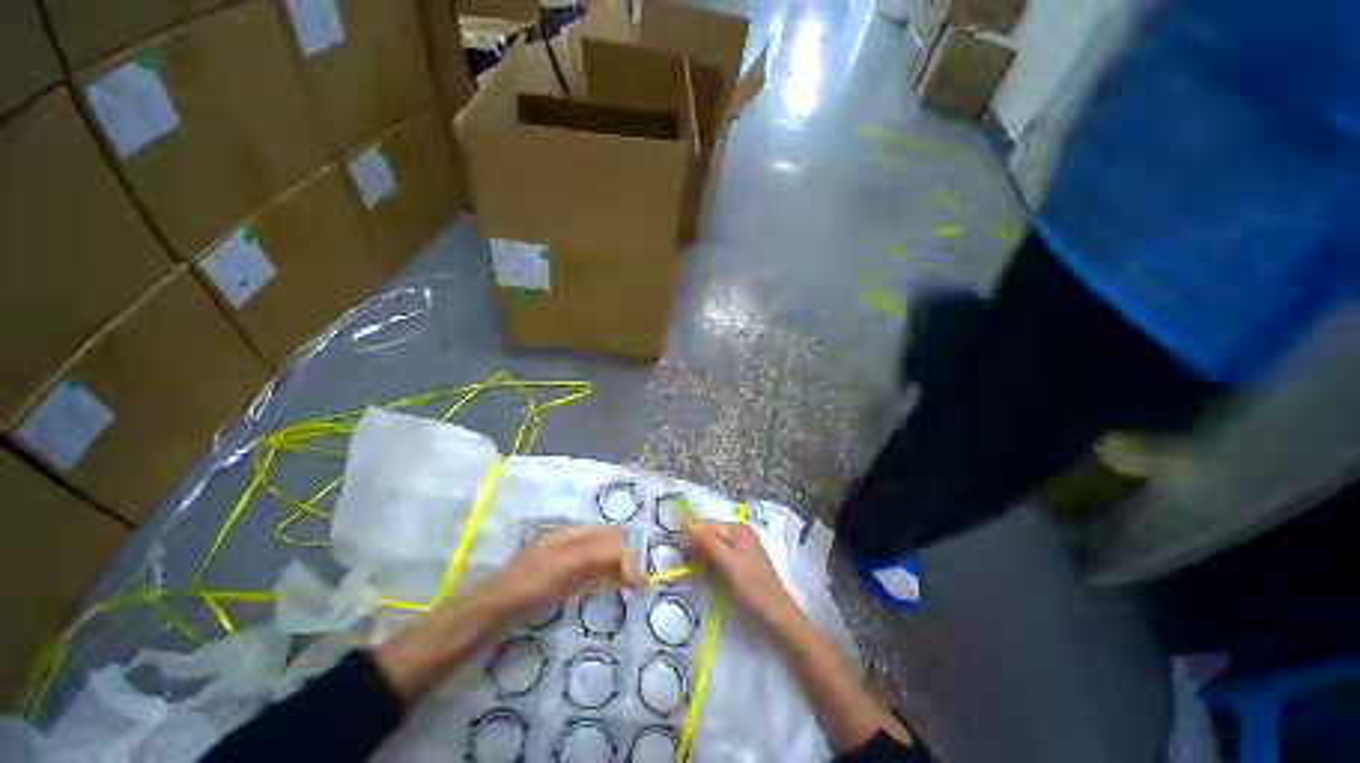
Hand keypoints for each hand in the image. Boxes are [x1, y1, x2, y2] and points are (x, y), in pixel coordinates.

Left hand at [378, 526, 639, 701]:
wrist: (492, 608)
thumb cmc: (527, 585)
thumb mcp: (563, 569)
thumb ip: (596, 559)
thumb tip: (628, 560)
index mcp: (572, 534)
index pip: (609, 536)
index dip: (626, 553)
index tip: (638, 579)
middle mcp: (571, 541)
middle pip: (607, 543)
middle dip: (626, 558)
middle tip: (638, 584)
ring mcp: (566, 558)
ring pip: (601, 556)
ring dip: (618, 568)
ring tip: (631, 586)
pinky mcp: (562, 576)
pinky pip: (591, 570)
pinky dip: (605, 577)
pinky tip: (610, 587)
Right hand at [685, 521, 797, 626]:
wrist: (776, 617)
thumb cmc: (753, 588)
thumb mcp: (728, 563)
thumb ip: (708, 542)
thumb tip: (686, 523)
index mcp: (738, 529)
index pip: (707, 525)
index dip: (692, 536)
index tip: (678, 552)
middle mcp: (739, 533)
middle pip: (710, 534)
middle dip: (697, 546)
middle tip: (686, 564)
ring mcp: (741, 548)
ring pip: (713, 546)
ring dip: (702, 556)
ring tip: (693, 569)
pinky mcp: (740, 562)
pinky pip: (719, 556)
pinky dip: (710, 563)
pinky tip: (705, 573)